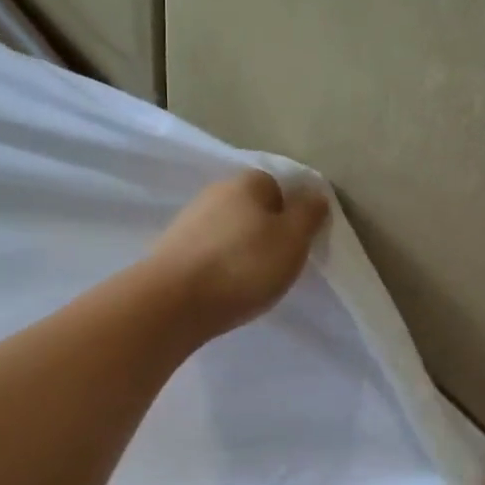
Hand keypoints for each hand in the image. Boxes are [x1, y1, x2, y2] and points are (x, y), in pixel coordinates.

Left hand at [148, 171, 329, 336]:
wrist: (174, 302)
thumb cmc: (243, 266)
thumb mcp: (292, 239)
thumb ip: (309, 213)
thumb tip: (314, 193)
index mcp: (246, 182)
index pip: (277, 187)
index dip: (290, 214)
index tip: (295, 245)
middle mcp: (213, 193)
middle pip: (250, 209)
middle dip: (264, 233)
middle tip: (275, 266)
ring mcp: (187, 222)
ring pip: (227, 232)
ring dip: (239, 252)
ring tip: (248, 283)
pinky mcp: (171, 251)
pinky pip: (206, 254)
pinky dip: (217, 268)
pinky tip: (221, 289)